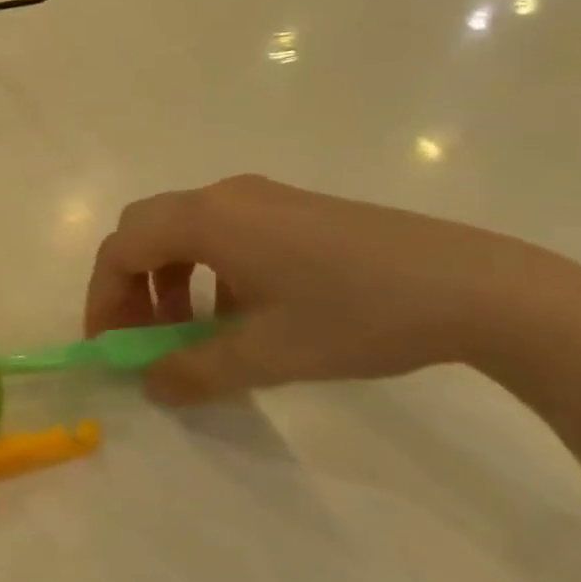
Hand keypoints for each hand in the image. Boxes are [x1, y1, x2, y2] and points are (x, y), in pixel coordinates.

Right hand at [84, 175, 580, 405]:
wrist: (476, 287)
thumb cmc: (357, 316)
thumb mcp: (269, 355)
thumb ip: (195, 371)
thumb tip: (149, 385)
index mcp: (206, 220)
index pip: (121, 249)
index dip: (104, 298)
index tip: (110, 347)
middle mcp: (222, 196)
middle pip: (143, 229)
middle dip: (130, 284)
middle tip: (142, 336)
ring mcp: (259, 197)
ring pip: (181, 230)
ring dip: (168, 278)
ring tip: (189, 332)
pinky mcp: (290, 208)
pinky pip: (221, 232)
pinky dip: (205, 270)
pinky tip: (239, 314)